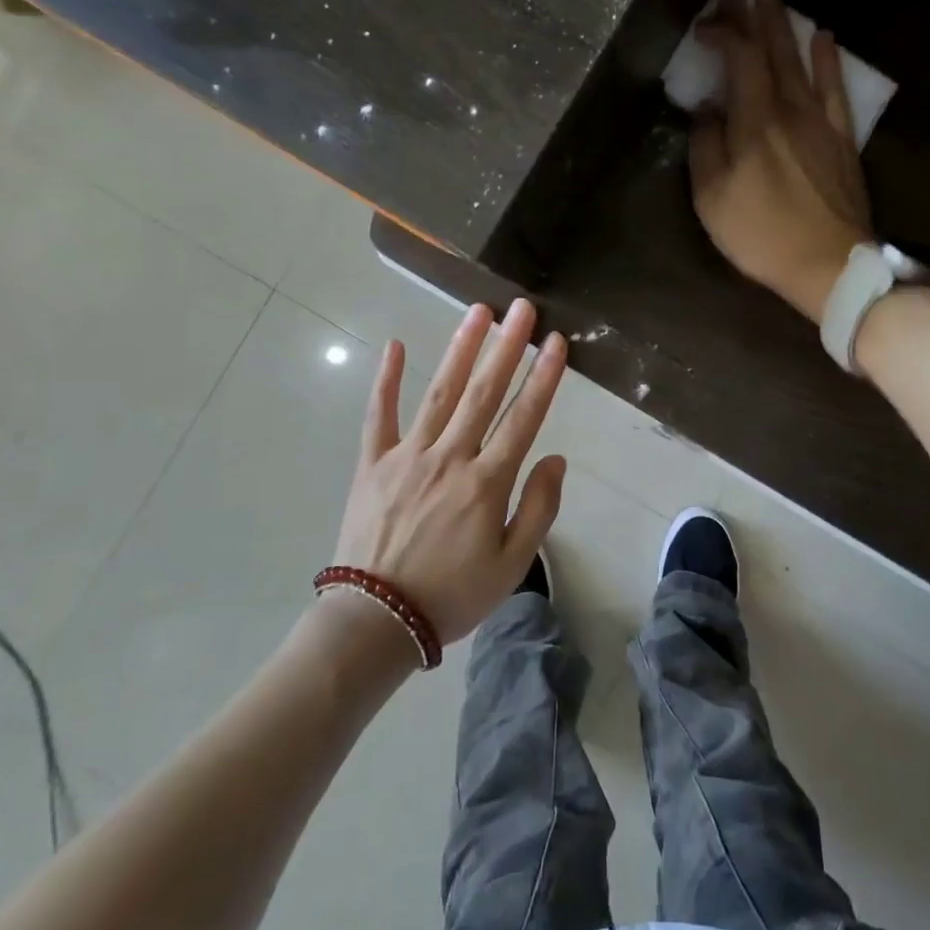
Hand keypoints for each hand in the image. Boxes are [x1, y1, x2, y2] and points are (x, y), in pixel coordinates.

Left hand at [332, 299, 567, 645]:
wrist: (375, 621)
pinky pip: (378, 415)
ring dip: (461, 349)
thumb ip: (538, 509)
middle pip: (484, 393)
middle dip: (507, 346)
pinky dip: (386, 380)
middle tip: (522, 308)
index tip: (556, 342)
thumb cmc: (452, 596)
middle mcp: (450, 458)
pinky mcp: (373, 464)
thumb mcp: (511, 566)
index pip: (523, 418)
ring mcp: (407, 456)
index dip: (543, 377)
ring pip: (440, 393)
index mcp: (486, 483)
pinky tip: (396, 346)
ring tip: (478, 311)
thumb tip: (555, 459)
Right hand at [688, 0, 874, 322]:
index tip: (704, 25)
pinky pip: (836, 90)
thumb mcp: (712, 197)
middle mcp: (789, 109)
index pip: (740, 58)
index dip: (722, 33)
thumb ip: (705, 146)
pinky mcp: (841, 140)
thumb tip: (707, 110)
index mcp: (754, 120)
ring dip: (787, 27)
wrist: (827, 264)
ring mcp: (820, 123)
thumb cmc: (761, 234)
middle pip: (772, 51)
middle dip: (755, 16)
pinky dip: (829, 61)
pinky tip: (825, 39)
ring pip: (802, 63)